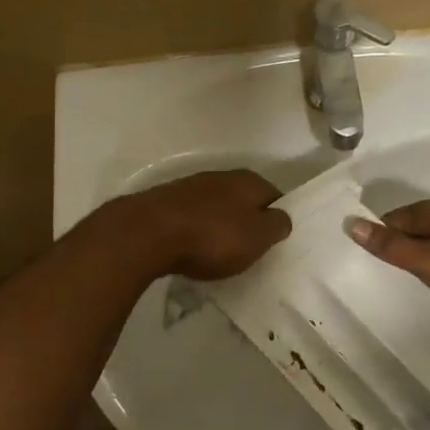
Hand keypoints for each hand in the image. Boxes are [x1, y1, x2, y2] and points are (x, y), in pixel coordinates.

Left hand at [103, 169, 291, 280]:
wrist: (149, 233)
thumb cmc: (212, 236)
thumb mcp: (257, 237)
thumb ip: (276, 225)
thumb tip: (281, 217)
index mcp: (248, 181)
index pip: (275, 197)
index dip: (278, 218)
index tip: (277, 242)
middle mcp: (221, 176)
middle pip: (244, 201)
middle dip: (248, 222)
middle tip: (251, 250)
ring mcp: (190, 187)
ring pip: (217, 208)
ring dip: (221, 226)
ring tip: (222, 253)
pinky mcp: (166, 202)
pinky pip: (192, 218)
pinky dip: (197, 232)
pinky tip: (193, 249)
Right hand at [345, 199, 429, 314]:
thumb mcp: (427, 261)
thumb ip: (390, 246)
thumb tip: (351, 222)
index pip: (390, 220)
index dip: (377, 238)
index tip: (367, 262)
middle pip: (412, 226)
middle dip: (398, 245)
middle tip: (386, 274)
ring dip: (421, 253)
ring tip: (412, 278)